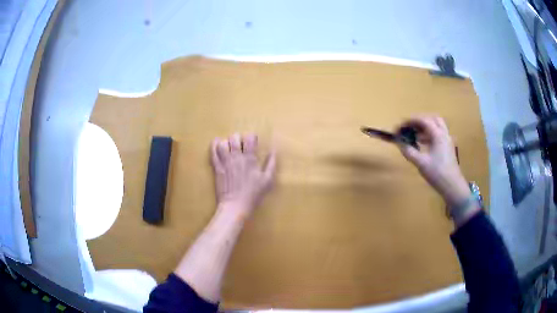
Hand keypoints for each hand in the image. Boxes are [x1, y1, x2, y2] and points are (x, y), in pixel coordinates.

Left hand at [211, 133, 275, 218]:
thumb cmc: (253, 195)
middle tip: (240, 144)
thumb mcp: (267, 180)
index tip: (253, 142)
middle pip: (234, 138)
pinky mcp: (217, 167)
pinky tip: (217, 143)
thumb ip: (271, 164)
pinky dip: (214, 145)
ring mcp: (225, 162)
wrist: (235, 206)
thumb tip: (274, 150)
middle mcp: (236, 157)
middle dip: (238, 138)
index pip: (249, 138)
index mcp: (250, 159)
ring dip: (226, 142)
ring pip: (223, 143)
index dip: (251, 137)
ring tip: (229, 147)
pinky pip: (213, 152)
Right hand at [397, 116, 470, 207]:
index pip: (423, 120)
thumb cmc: (437, 173)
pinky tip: (422, 145)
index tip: (400, 126)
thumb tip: (399, 143)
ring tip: (414, 136)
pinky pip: (438, 135)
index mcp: (438, 135)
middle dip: (420, 121)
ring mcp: (447, 141)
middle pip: (432, 119)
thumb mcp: (421, 163)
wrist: (453, 186)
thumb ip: (409, 151)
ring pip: (436, 127)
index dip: (410, 121)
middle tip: (409, 128)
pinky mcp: (448, 148)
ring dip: (425, 128)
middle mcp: (444, 134)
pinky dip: (429, 136)